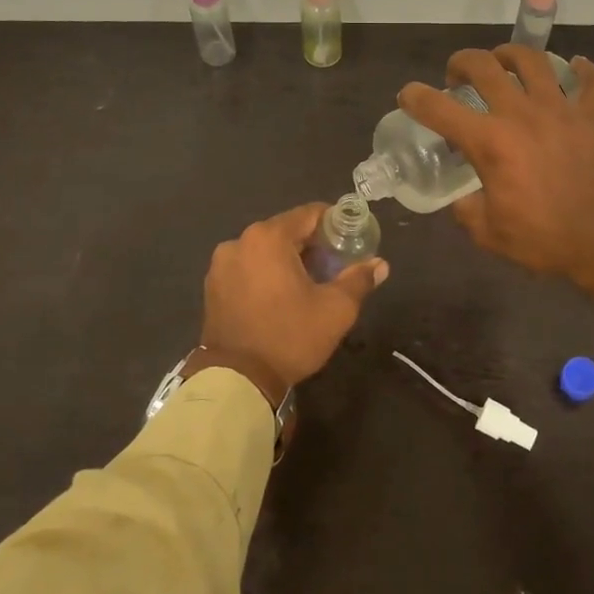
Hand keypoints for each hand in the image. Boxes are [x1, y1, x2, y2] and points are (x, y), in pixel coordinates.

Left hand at [199, 202, 388, 405]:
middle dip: (312, 244)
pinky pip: (248, 267)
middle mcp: (240, 241)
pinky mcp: (213, 286)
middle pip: (286, 230)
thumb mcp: (335, 309)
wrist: (237, 380)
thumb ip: (359, 280)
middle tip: (335, 265)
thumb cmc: (290, 336)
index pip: (310, 214)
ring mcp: (221, 264)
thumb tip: (380, 264)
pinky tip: (281, 296)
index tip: (352, 240)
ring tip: (309, 283)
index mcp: (268, 237)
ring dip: (288, 259)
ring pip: (265, 250)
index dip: (335, 223)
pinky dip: (266, 273)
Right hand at [397, 46, 593, 295]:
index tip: (407, 95)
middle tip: (458, 76)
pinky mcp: (593, 118)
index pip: (439, 109)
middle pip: (484, 66)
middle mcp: (521, 115)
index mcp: (490, 143)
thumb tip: (463, 197)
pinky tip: (575, 66)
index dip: (415, 97)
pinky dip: (583, 70)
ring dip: (511, 55)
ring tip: (504, 63)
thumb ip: (466, 208)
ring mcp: (561, 111)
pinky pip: (591, 82)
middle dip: (462, 63)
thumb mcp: (487, 232)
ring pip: (533, 60)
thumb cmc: (542, 241)